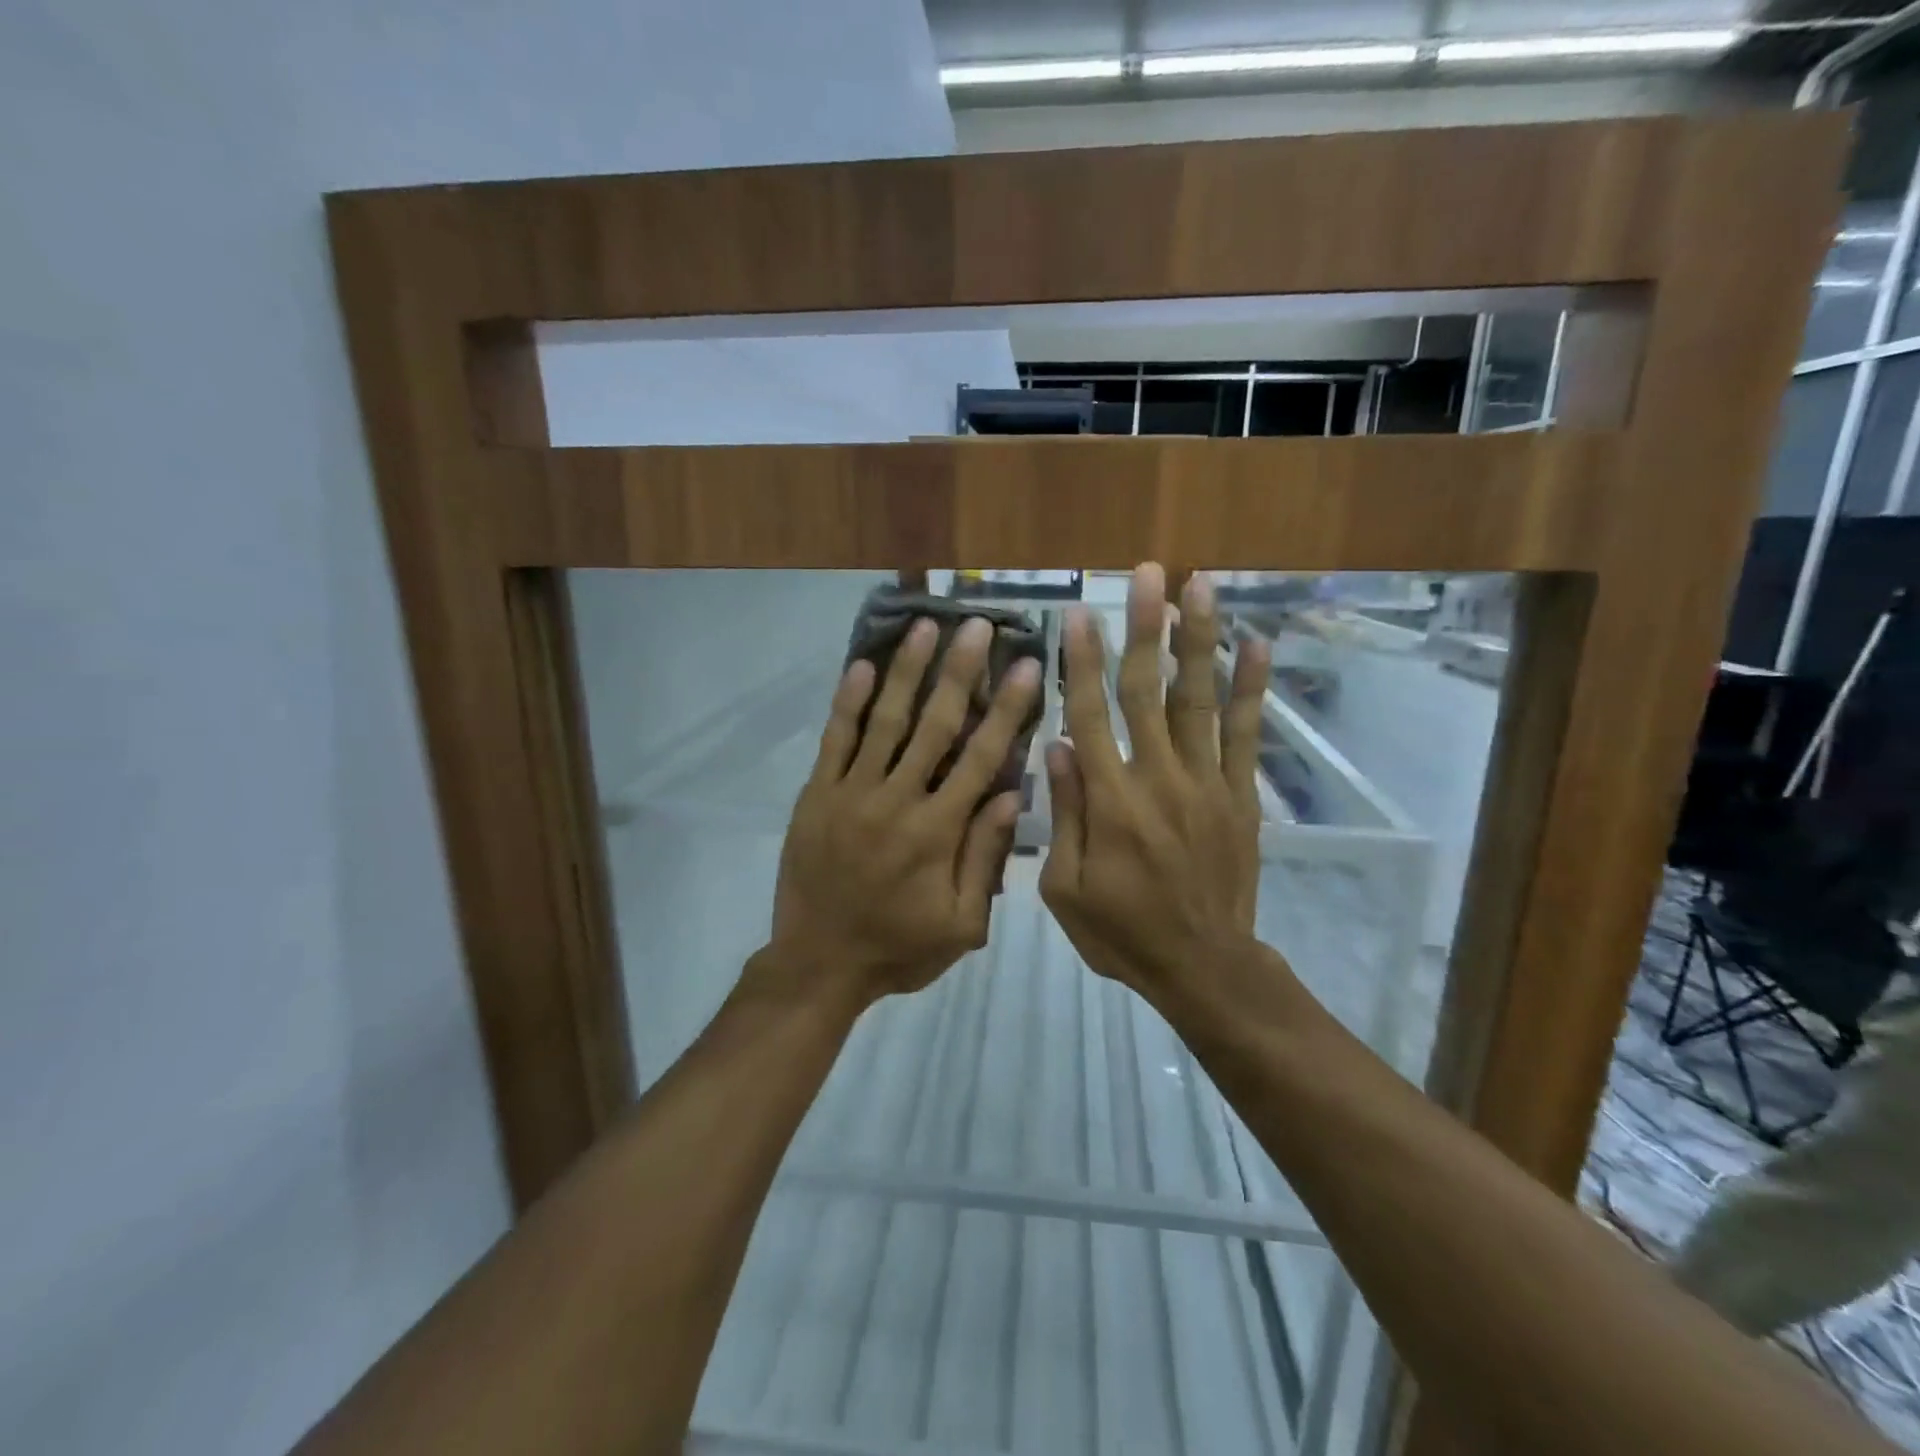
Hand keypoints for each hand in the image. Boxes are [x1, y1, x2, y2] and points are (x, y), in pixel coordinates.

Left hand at [766, 615, 1039, 1007]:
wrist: (817, 964)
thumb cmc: (898, 949)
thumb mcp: (961, 925)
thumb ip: (986, 858)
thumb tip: (1012, 793)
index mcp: (937, 831)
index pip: (980, 757)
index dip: (1006, 709)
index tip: (1025, 665)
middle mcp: (896, 800)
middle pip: (934, 725)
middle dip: (959, 672)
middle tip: (975, 625)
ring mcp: (851, 793)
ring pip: (884, 721)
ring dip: (907, 672)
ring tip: (924, 627)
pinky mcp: (816, 795)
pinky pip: (834, 740)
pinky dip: (848, 702)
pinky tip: (863, 666)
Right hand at [1040, 564, 1270, 1000]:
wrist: (1203, 966)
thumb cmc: (1122, 932)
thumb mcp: (1065, 888)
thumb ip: (1063, 815)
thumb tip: (1056, 747)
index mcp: (1110, 802)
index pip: (1090, 716)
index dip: (1082, 662)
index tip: (1079, 613)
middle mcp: (1158, 778)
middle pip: (1147, 691)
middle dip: (1144, 628)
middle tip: (1146, 572)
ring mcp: (1206, 783)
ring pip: (1198, 699)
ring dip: (1197, 640)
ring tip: (1199, 585)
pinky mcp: (1239, 795)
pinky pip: (1247, 734)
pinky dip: (1252, 688)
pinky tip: (1256, 644)